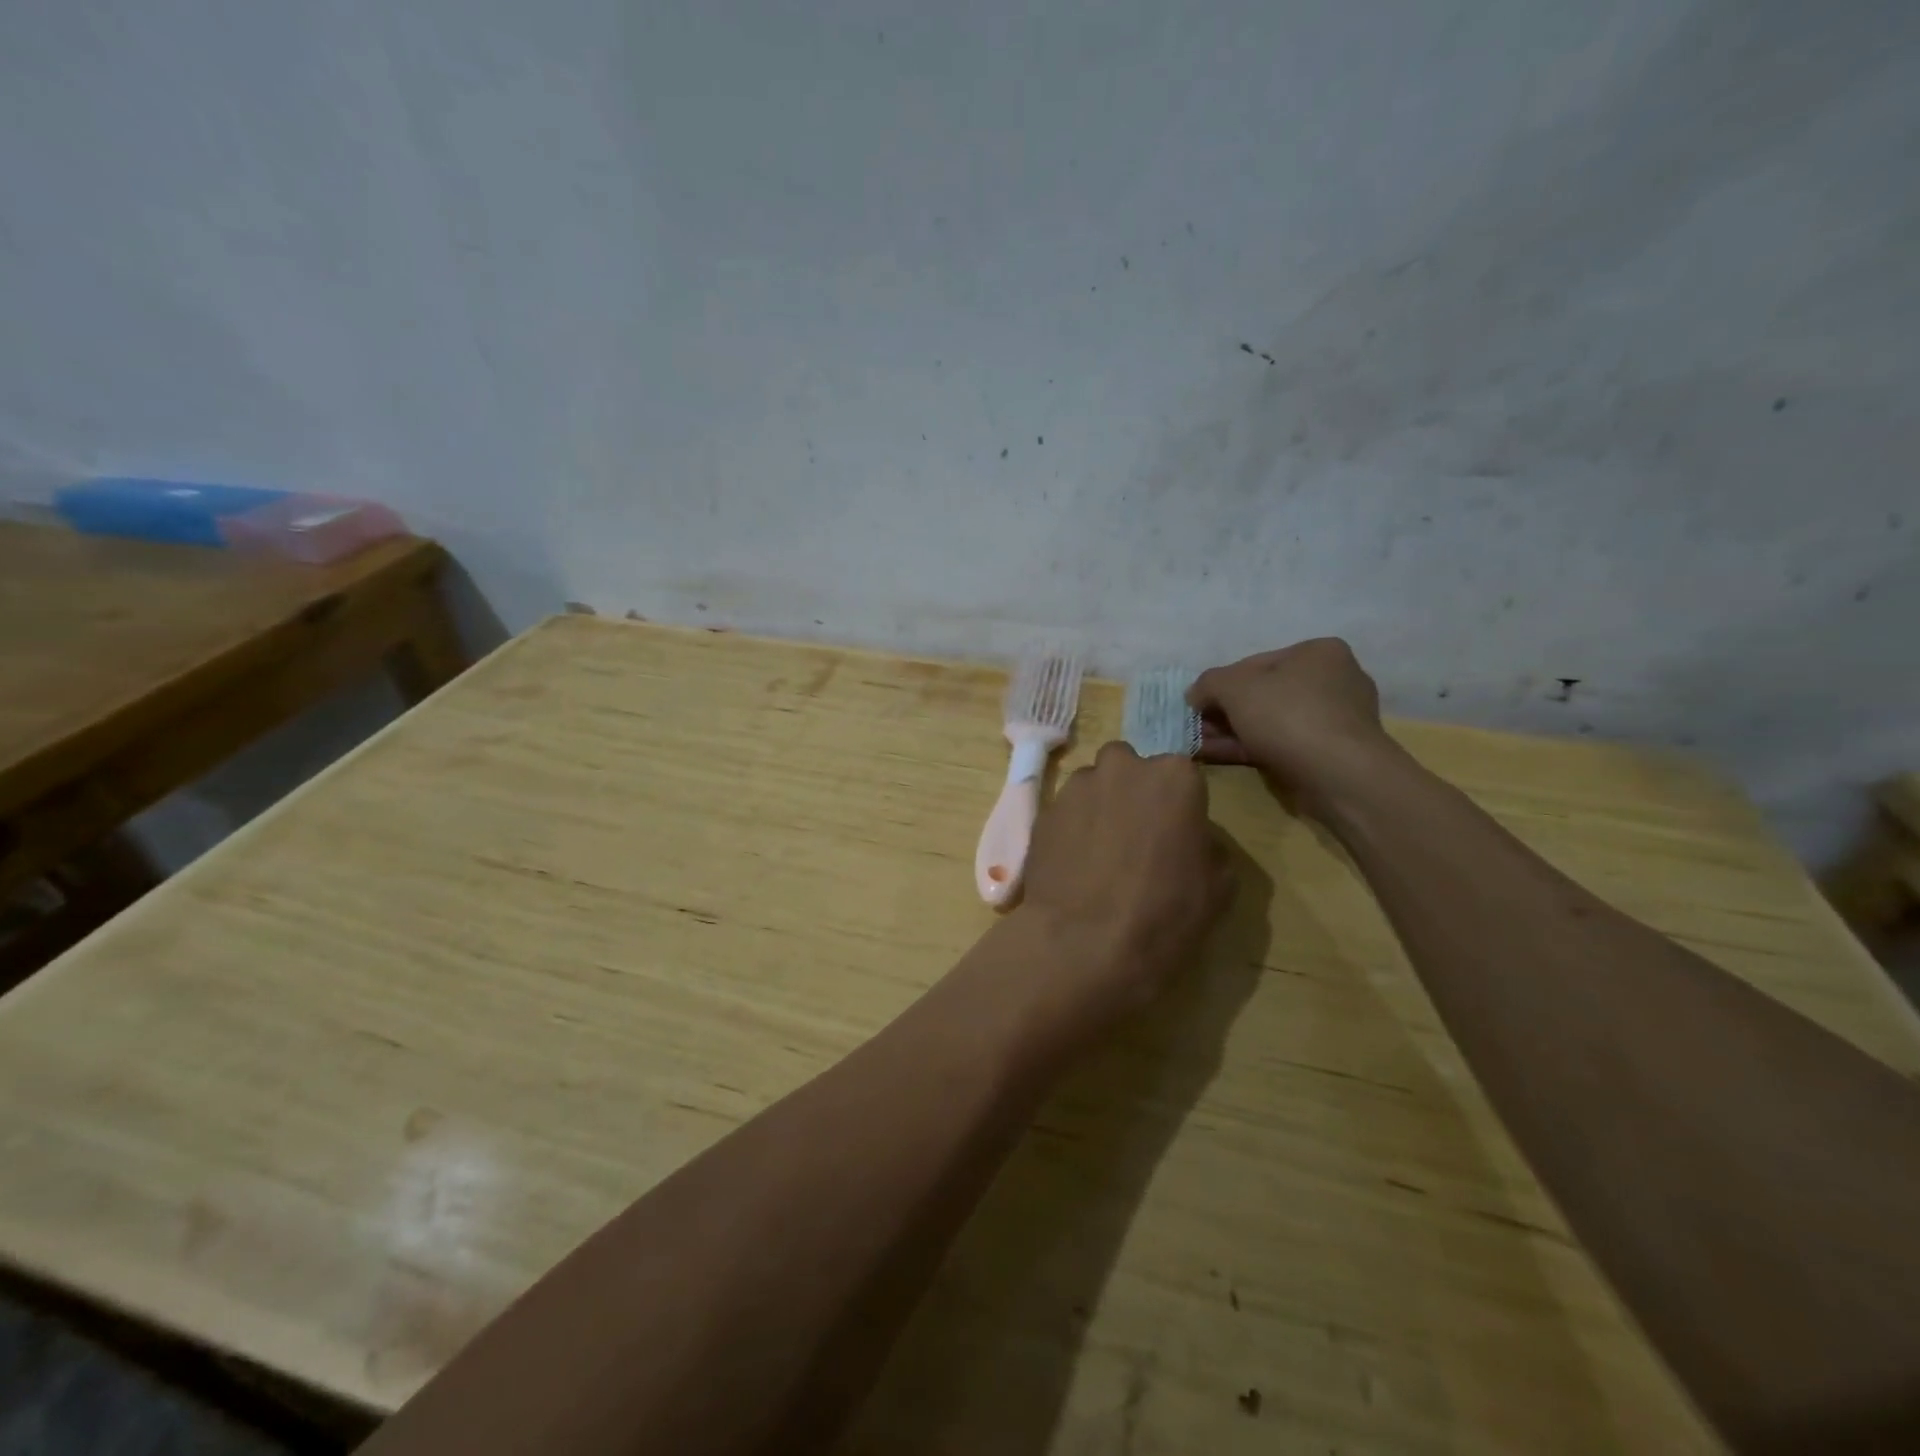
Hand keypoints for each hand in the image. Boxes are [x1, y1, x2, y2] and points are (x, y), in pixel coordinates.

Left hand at [1016, 742, 1234, 1034]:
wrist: (1084, 944)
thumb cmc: (1165, 914)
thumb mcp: (1220, 886)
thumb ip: (1208, 845)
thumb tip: (1193, 839)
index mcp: (1174, 776)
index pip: (1180, 776)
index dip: (1177, 805)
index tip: (1175, 835)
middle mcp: (1122, 767)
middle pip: (1129, 768)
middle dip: (1131, 791)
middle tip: (1135, 837)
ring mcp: (1076, 788)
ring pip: (1092, 786)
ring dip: (1098, 807)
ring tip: (1100, 855)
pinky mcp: (1043, 812)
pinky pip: (1065, 813)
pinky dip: (1071, 829)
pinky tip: (1074, 867)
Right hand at [1187, 638, 1397, 802]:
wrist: (1339, 776)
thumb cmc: (1289, 717)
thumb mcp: (1234, 687)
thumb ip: (1208, 683)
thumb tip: (1195, 695)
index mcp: (1318, 652)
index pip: (1254, 663)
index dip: (1218, 684)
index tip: (1195, 706)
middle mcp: (1332, 680)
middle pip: (1261, 694)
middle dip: (1223, 712)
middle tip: (1194, 728)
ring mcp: (1333, 720)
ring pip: (1268, 722)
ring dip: (1230, 733)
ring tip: (1197, 745)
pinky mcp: (1328, 754)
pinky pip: (1279, 745)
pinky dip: (1247, 749)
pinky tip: (1216, 756)